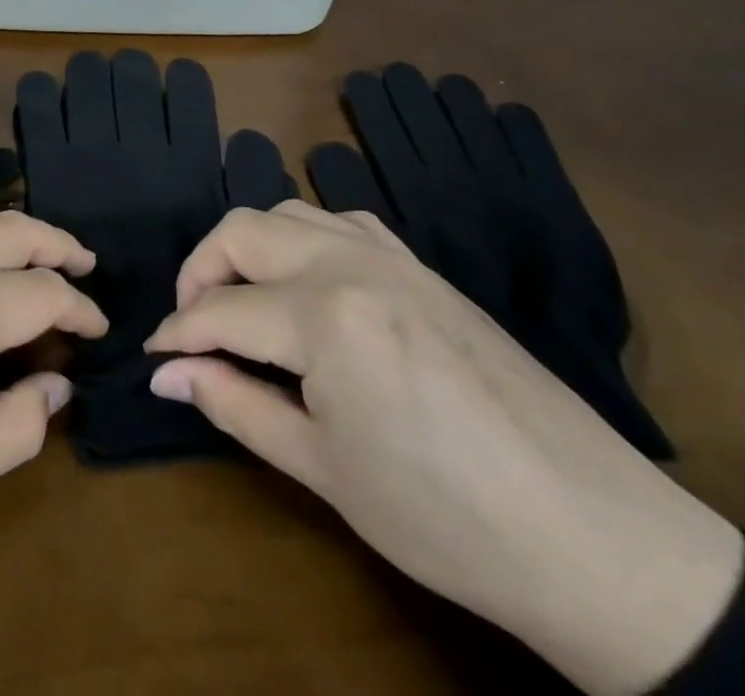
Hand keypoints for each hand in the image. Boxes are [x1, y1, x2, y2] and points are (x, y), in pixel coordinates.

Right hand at [145, 202, 743, 695]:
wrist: (590, 534)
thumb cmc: (442, 516)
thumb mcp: (323, 468)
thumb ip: (235, 404)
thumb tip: (168, 374)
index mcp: (323, 314)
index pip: (221, 310)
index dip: (177, 334)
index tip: (153, 358)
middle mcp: (350, 261)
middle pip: (243, 231)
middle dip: (200, 271)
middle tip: (192, 326)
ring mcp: (391, 255)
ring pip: (289, 212)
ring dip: (249, 247)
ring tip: (242, 302)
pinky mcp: (421, 265)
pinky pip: (341, 221)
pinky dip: (302, 237)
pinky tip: (307, 282)